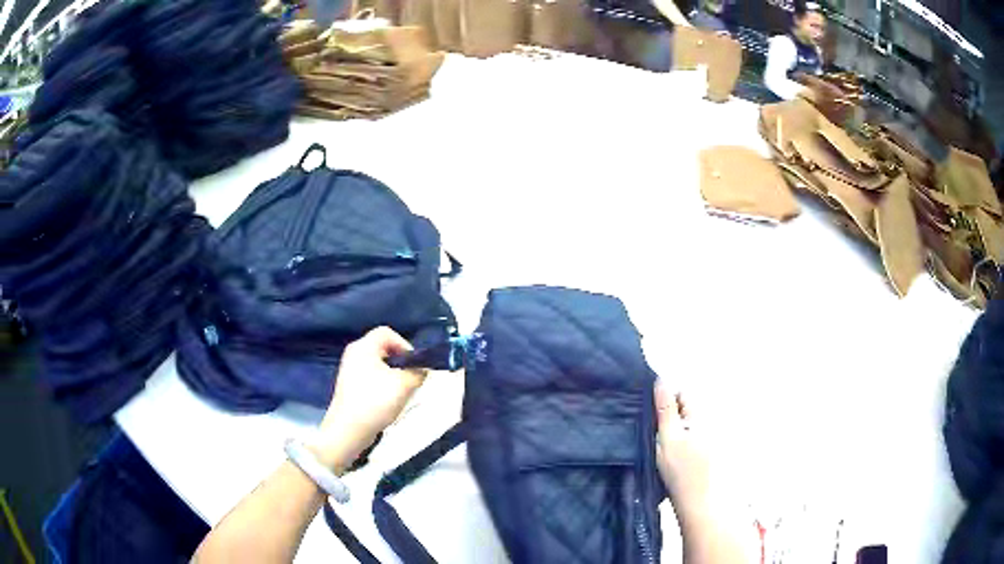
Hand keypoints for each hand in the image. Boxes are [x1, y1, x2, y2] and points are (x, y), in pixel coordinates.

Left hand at [314, 327, 426, 469]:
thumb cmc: (375, 402)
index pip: (387, 332)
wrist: (348, 430)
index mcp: (363, 347)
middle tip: (411, 379)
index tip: (414, 364)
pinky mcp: (350, 387)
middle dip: (401, 362)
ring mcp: (350, 371)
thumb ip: (418, 372)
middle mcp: (354, 354)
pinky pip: (371, 377)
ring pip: (378, 365)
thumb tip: (423, 369)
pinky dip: (383, 385)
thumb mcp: (404, 385)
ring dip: (393, 376)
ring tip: (402, 392)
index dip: (404, 344)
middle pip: (383, 348)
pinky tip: (389, 402)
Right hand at [655, 380, 710, 510]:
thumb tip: (662, 380)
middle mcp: (706, 423)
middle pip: (683, 408)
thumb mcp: (668, 438)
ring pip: (683, 425)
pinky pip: (686, 438)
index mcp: (700, 416)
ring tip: (658, 446)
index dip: (665, 399)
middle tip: (652, 433)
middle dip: (667, 415)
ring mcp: (706, 439)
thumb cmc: (680, 470)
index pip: (682, 394)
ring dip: (670, 429)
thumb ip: (665, 409)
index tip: (651, 415)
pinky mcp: (702, 452)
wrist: (695, 501)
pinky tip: (667, 457)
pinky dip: (675, 442)